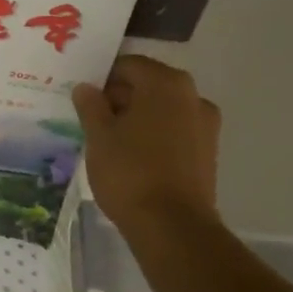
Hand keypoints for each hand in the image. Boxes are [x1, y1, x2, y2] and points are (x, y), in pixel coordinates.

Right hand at [72, 56, 220, 230]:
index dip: (103, 78)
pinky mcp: (208, 151)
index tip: (84, 98)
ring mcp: (205, 124)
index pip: (129, 65)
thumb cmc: (130, 172)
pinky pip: (175, 131)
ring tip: (111, 141)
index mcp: (165, 83)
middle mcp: (192, 95)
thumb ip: (91, 106)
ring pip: (163, 109)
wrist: (172, 226)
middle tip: (93, 118)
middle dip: (121, 97)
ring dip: (138, 117)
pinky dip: (155, 135)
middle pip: (149, 85)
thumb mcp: (99, 137)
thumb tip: (86, 88)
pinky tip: (134, 157)